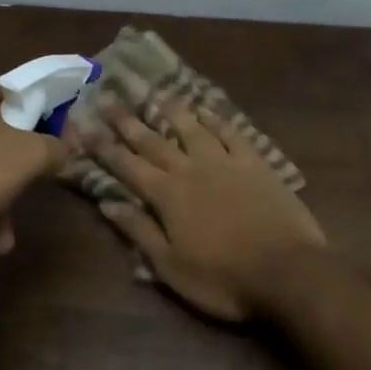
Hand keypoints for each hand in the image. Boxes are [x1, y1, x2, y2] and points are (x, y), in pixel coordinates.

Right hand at [77, 96, 324, 321]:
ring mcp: (225, 162)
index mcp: (167, 196)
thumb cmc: (223, 278)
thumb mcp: (171, 267)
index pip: (127, 166)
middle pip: (154, 140)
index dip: (104, 146)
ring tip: (154, 91)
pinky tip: (206, 108)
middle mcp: (191, 169)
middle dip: (127, 120)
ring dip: (171, 109)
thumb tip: (107, 203)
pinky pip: (231, 133)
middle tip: (108, 96)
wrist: (287, 271)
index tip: (84, 125)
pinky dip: (216, 118)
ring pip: (192, 128)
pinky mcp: (255, 163)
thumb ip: (139, 231)